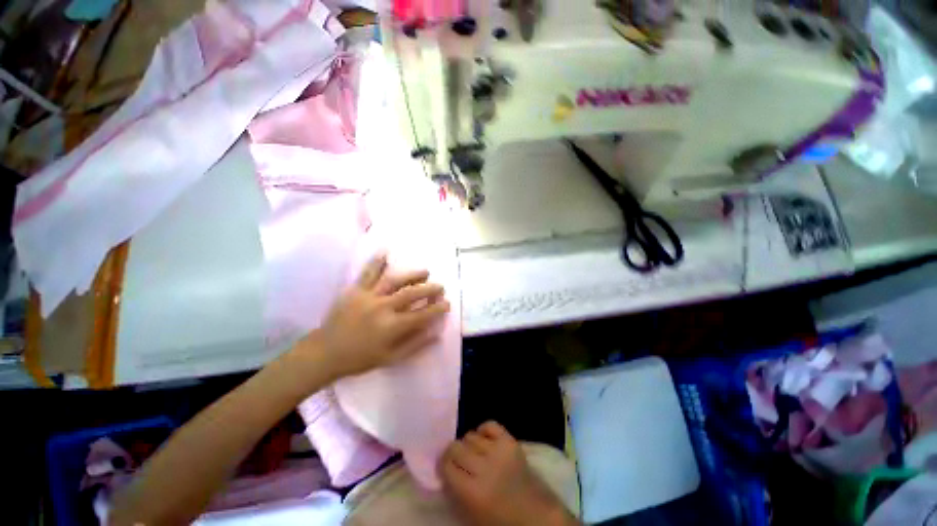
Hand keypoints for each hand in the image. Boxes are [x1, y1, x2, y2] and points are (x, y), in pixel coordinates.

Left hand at [309, 253, 449, 378]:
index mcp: (392, 327)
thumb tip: (436, 333)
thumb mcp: (391, 358)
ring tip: (425, 272)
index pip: (422, 315)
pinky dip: (377, 261)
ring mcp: (368, 296)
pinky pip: (368, 273)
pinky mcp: (355, 290)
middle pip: (412, 294)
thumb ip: (415, 344)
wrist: (325, 352)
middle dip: (430, 289)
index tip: (447, 303)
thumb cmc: (360, 358)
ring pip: (394, 281)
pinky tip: (385, 251)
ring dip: (412, 275)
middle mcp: (383, 308)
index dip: (437, 308)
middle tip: (440, 287)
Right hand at [440, 422, 577, 525]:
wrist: (535, 514)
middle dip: (452, 452)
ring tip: (474, 453)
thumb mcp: (471, 515)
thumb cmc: (500, 520)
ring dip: (468, 444)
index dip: (442, 464)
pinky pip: (490, 425)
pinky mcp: (511, 441)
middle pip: (456, 447)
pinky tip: (484, 441)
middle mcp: (484, 468)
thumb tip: (444, 470)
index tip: (444, 467)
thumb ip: (454, 492)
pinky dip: (483, 430)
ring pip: (471, 435)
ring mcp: (499, 451)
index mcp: (472, 492)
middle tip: (456, 459)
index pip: (447, 465)